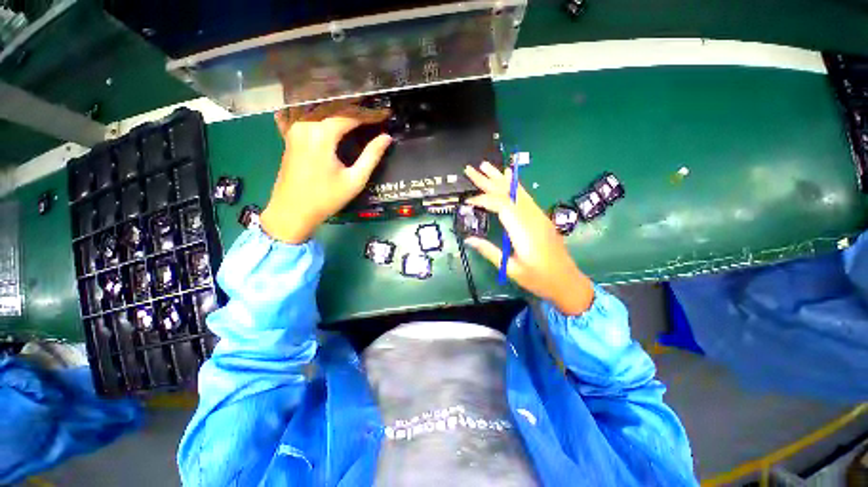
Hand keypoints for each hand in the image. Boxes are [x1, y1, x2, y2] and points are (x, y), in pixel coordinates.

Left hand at [260, 100, 392, 243]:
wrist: (291, 211)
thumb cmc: (326, 198)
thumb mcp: (354, 180)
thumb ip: (371, 156)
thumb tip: (386, 138)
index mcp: (322, 134)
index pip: (350, 116)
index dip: (370, 115)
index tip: (385, 115)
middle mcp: (305, 124)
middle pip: (334, 108)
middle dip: (356, 108)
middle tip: (374, 113)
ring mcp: (294, 128)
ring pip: (321, 109)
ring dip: (340, 109)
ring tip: (358, 112)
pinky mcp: (290, 135)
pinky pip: (309, 116)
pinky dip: (322, 113)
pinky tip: (330, 114)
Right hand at [463, 162, 594, 315]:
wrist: (567, 282)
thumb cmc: (539, 279)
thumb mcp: (511, 269)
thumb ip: (489, 252)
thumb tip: (469, 239)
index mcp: (524, 231)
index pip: (501, 205)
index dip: (483, 199)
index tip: (468, 201)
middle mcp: (532, 218)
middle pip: (508, 193)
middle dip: (488, 180)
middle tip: (471, 169)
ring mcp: (538, 215)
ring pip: (517, 191)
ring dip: (500, 178)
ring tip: (486, 166)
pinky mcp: (540, 217)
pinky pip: (524, 196)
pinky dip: (513, 185)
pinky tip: (508, 177)